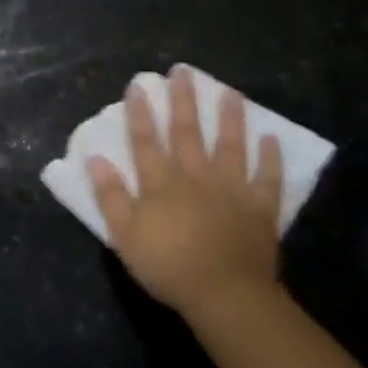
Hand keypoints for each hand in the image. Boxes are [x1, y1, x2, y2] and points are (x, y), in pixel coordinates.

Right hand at [87, 65, 284, 318]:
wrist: (225, 296)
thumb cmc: (168, 266)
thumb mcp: (124, 235)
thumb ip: (110, 195)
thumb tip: (96, 158)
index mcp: (161, 183)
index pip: (146, 140)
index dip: (140, 112)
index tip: (138, 85)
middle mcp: (196, 176)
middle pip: (188, 132)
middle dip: (183, 100)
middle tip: (183, 71)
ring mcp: (232, 190)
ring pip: (231, 146)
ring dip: (229, 117)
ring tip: (229, 91)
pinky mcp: (260, 208)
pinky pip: (267, 178)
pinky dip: (270, 158)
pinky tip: (271, 137)